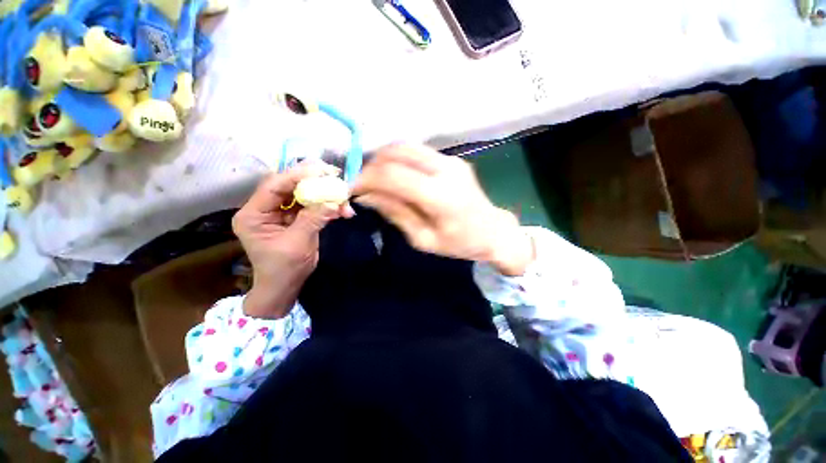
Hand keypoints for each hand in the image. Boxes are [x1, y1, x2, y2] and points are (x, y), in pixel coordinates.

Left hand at [233, 162, 353, 317]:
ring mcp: (282, 213)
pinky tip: (343, 210)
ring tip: (344, 196)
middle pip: (289, 186)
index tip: (320, 170)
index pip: (273, 187)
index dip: (296, 176)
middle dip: (312, 180)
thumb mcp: (297, 244)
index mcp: (253, 215)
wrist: (286, 286)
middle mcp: (265, 209)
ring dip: (325, 195)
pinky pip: (313, 206)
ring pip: (304, 194)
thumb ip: (313, 220)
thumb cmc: (284, 269)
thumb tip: (334, 202)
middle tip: (333, 174)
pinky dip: (328, 206)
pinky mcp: (296, 218)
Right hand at [352, 144, 533, 275]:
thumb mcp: (423, 239)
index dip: (366, 179)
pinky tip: (394, 174)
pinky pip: (417, 151)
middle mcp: (445, 170)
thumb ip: (395, 213)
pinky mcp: (451, 159)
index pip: (392, 175)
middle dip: (371, 164)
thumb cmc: (460, 244)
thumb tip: (367, 196)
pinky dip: (398, 159)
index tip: (351, 189)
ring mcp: (450, 160)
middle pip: (397, 151)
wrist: (494, 232)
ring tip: (374, 178)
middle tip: (361, 183)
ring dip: (383, 158)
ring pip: (406, 146)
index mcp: (440, 196)